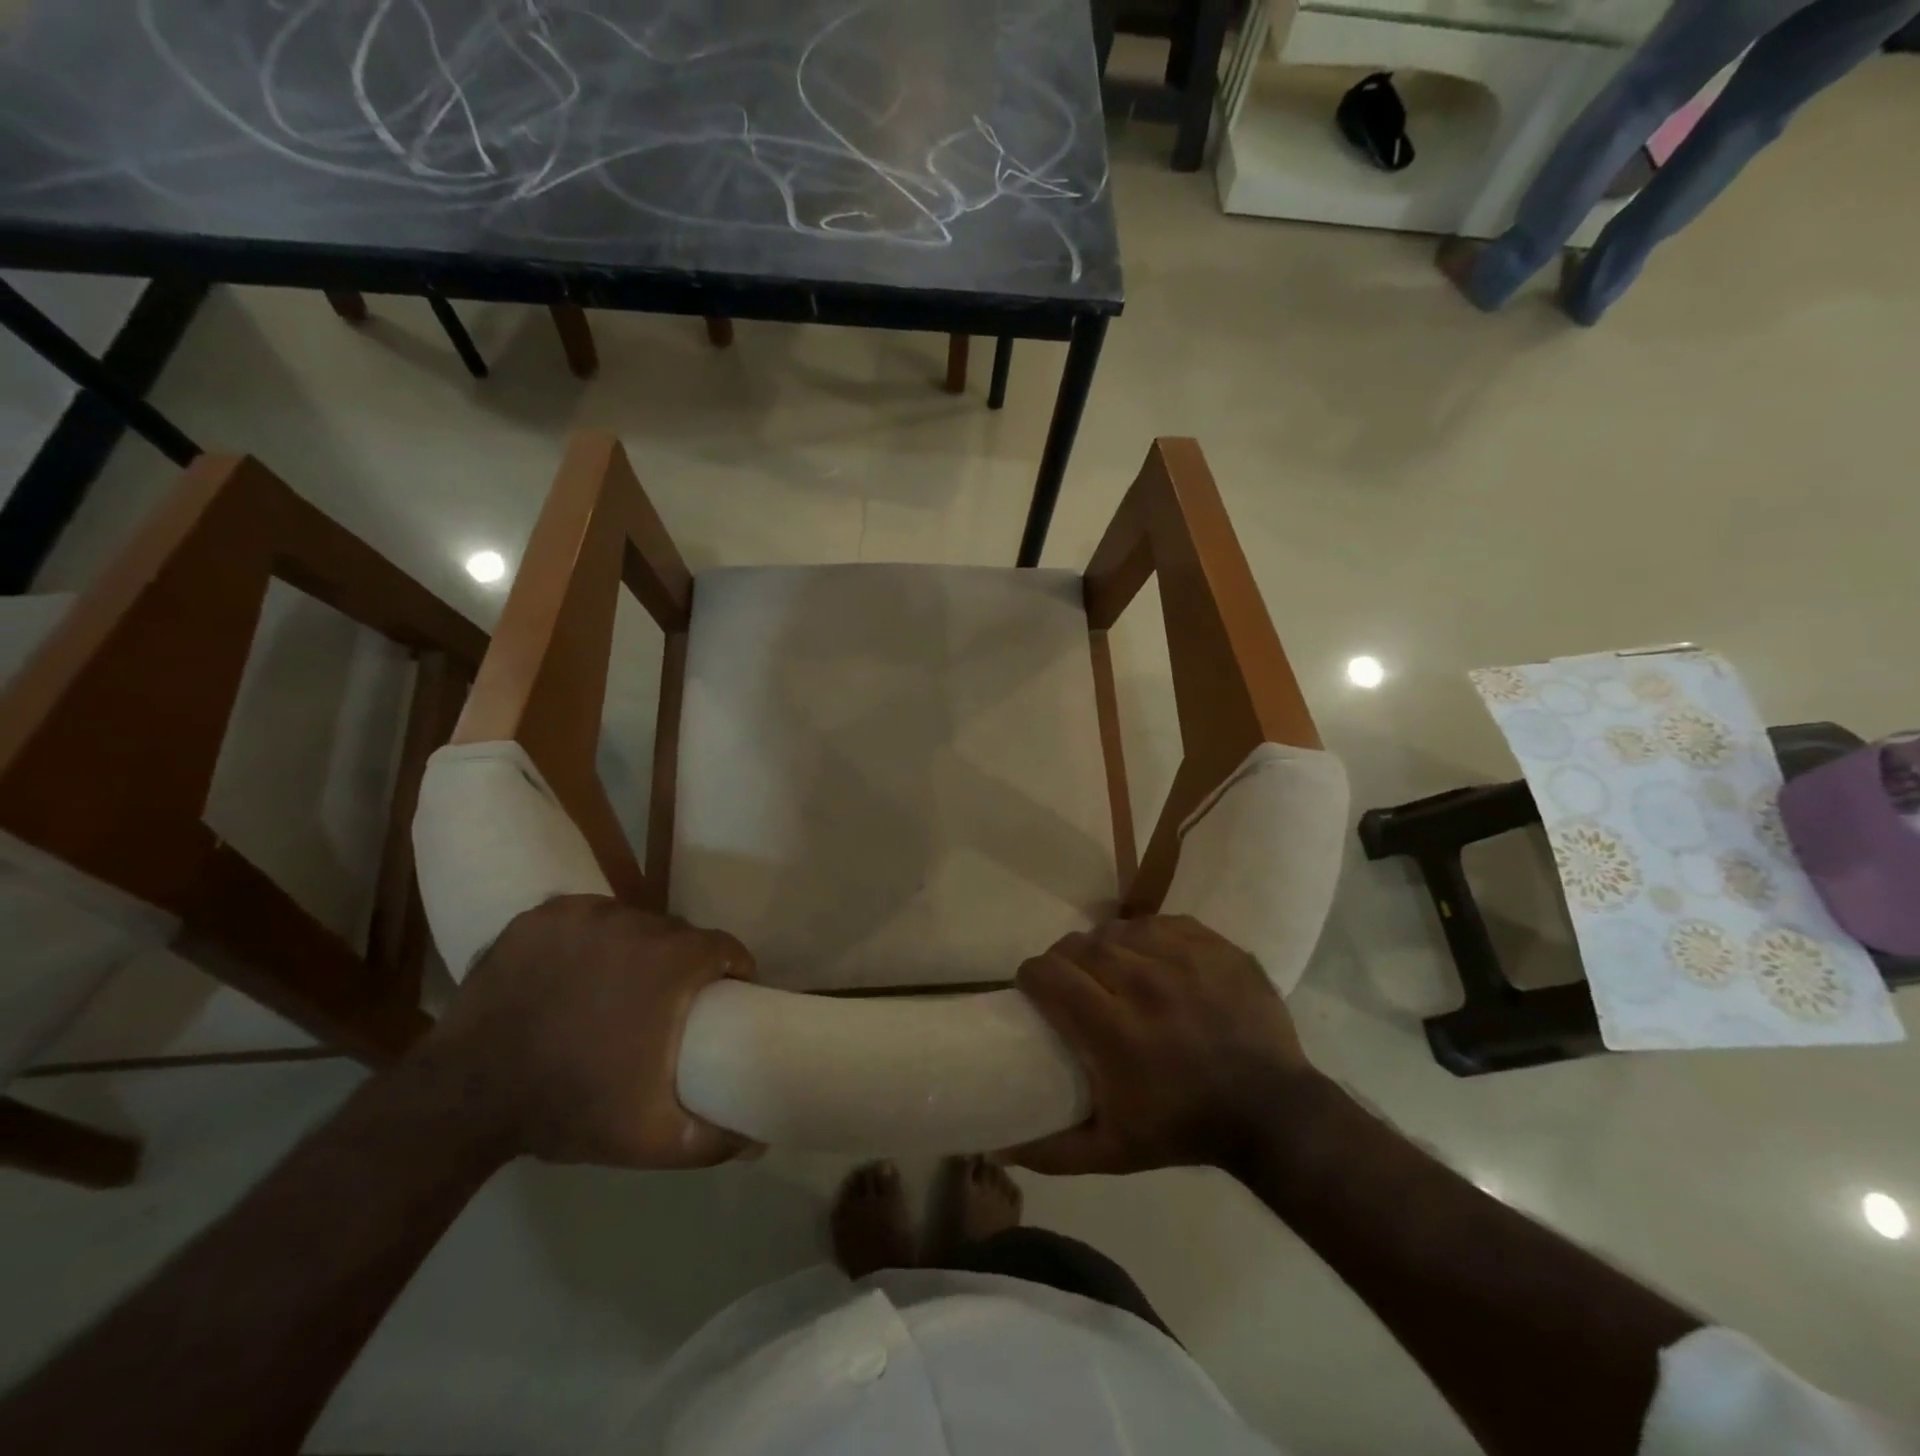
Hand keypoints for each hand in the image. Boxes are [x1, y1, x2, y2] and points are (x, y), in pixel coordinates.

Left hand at [421, 895, 753, 1168]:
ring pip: (629, 921)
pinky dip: (586, 937)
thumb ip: (712, 1140)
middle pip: (676, 933)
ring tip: (615, 985)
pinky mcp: (540, 916)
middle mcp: (634, 923)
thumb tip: (758, 1143)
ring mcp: (583, 915)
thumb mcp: (651, 1137)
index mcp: (671, 962)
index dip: (731, 967)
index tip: (725, 992)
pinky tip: (574, 968)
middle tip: (665, 1000)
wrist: (465, 1097)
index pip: (723, 946)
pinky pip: (583, 917)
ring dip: (633, 947)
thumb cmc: (569, 1106)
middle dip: (680, 961)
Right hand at [1004, 915, 1315, 1175]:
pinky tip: (1149, 958)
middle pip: (1079, 945)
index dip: (1032, 977)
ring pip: (1118, 929)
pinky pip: (1159, 923)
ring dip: (1104, 946)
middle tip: (1071, 981)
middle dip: (1064, 959)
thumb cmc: (1185, 1128)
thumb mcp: (1113, 1152)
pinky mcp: (1212, 944)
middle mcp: (1144, 982)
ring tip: (1111, 969)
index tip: (1034, 990)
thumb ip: (1051, 1150)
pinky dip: (1144, 937)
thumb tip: (999, 1146)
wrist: (1273, 1112)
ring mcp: (1183, 957)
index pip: (1049, 974)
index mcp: (1114, 1028)